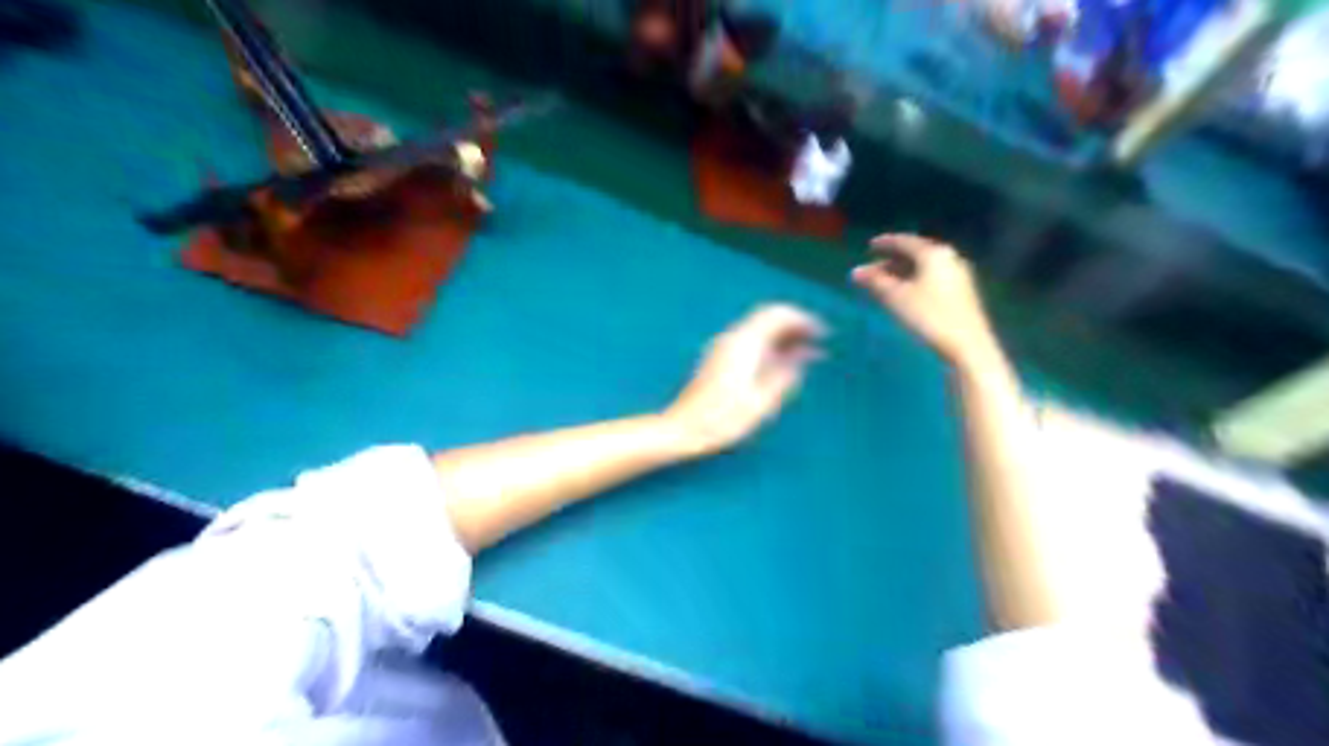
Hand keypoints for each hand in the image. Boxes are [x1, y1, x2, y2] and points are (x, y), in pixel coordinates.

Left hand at [671, 304, 828, 457]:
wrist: (682, 429)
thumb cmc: (722, 419)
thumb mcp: (762, 401)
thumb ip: (786, 373)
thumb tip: (805, 354)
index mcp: (744, 343)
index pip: (778, 314)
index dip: (804, 320)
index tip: (823, 334)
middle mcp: (732, 338)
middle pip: (768, 318)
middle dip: (795, 327)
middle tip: (818, 344)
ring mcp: (723, 347)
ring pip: (759, 329)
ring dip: (783, 336)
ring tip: (806, 355)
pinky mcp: (718, 358)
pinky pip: (750, 340)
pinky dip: (770, 345)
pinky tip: (781, 364)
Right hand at [851, 234, 997, 368]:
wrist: (967, 345)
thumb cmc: (929, 317)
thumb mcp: (896, 298)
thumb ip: (875, 281)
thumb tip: (856, 272)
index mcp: (934, 254)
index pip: (905, 241)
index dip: (885, 243)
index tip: (869, 247)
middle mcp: (949, 258)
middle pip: (915, 254)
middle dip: (891, 262)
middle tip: (871, 271)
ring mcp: (958, 275)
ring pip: (924, 268)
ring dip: (902, 273)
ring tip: (883, 285)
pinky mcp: (962, 292)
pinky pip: (932, 278)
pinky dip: (914, 281)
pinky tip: (905, 294)